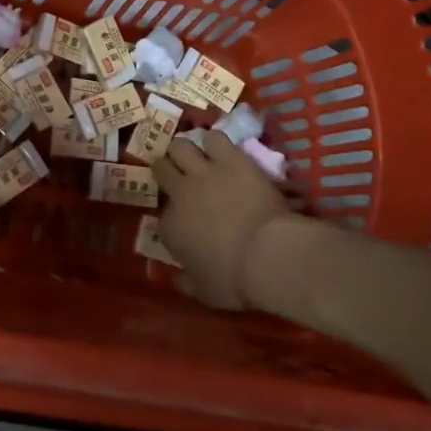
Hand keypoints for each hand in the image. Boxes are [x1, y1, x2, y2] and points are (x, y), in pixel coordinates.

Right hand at [152, 132, 295, 308]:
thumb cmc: (234, 280)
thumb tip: (176, 280)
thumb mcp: (205, 293)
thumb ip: (187, 283)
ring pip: (181, 145)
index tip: (183, 220)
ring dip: (186, 149)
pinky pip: (215, 137)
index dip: (173, 215)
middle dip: (166, 168)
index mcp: (170, 227)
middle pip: (162, 167)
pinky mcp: (231, 159)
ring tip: (195, 155)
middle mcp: (180, 193)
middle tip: (177, 172)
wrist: (268, 255)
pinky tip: (221, 148)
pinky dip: (215, 141)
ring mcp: (204, 173)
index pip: (163, 216)